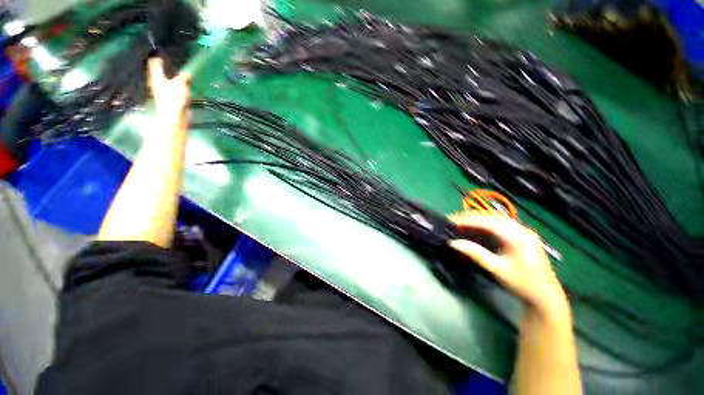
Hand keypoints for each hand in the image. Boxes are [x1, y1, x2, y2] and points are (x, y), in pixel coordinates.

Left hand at [148, 57, 190, 132]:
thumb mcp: (181, 84)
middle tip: (167, 60)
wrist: (173, 119)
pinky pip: (173, 91)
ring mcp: (163, 94)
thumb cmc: (173, 99)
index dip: (157, 56)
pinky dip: (177, 88)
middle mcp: (157, 84)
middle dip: (162, 67)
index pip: (154, 63)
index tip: (159, 50)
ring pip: (166, 82)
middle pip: (158, 73)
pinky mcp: (170, 102)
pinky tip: (183, 88)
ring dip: (171, 78)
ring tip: (178, 74)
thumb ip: (184, 77)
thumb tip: (187, 72)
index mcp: (156, 77)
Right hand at [448, 212, 566, 313]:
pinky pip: (498, 224)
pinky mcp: (520, 235)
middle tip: (452, 220)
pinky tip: (474, 228)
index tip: (450, 221)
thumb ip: (475, 253)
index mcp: (517, 236)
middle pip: (490, 216)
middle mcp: (521, 229)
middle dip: (469, 217)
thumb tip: (452, 243)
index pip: (487, 222)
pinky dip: (484, 224)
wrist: (545, 296)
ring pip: (494, 218)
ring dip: (476, 219)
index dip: (467, 220)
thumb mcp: (496, 269)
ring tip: (460, 223)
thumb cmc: (522, 283)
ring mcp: (522, 231)